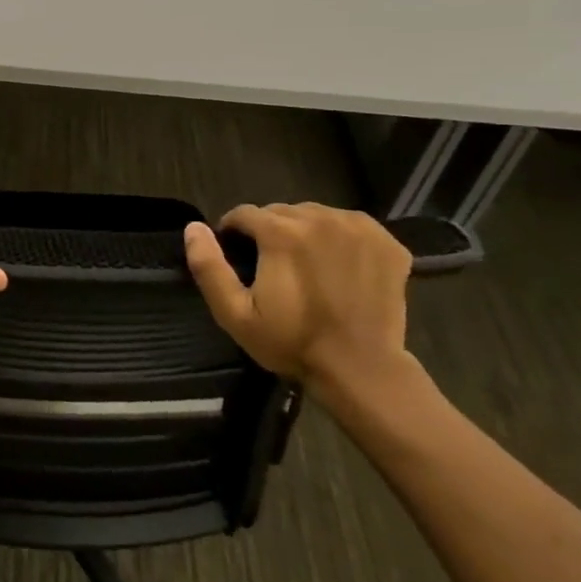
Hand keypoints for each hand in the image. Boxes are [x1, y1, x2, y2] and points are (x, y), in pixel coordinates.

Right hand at [183, 202, 411, 397]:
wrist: (362, 369)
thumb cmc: (292, 342)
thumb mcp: (235, 314)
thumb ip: (209, 267)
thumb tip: (193, 227)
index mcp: (280, 232)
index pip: (243, 214)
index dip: (234, 234)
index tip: (238, 260)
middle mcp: (319, 218)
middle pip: (280, 212)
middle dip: (270, 233)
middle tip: (273, 268)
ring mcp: (357, 227)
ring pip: (315, 216)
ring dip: (304, 233)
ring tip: (307, 267)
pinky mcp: (386, 242)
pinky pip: (350, 226)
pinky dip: (340, 239)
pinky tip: (339, 267)